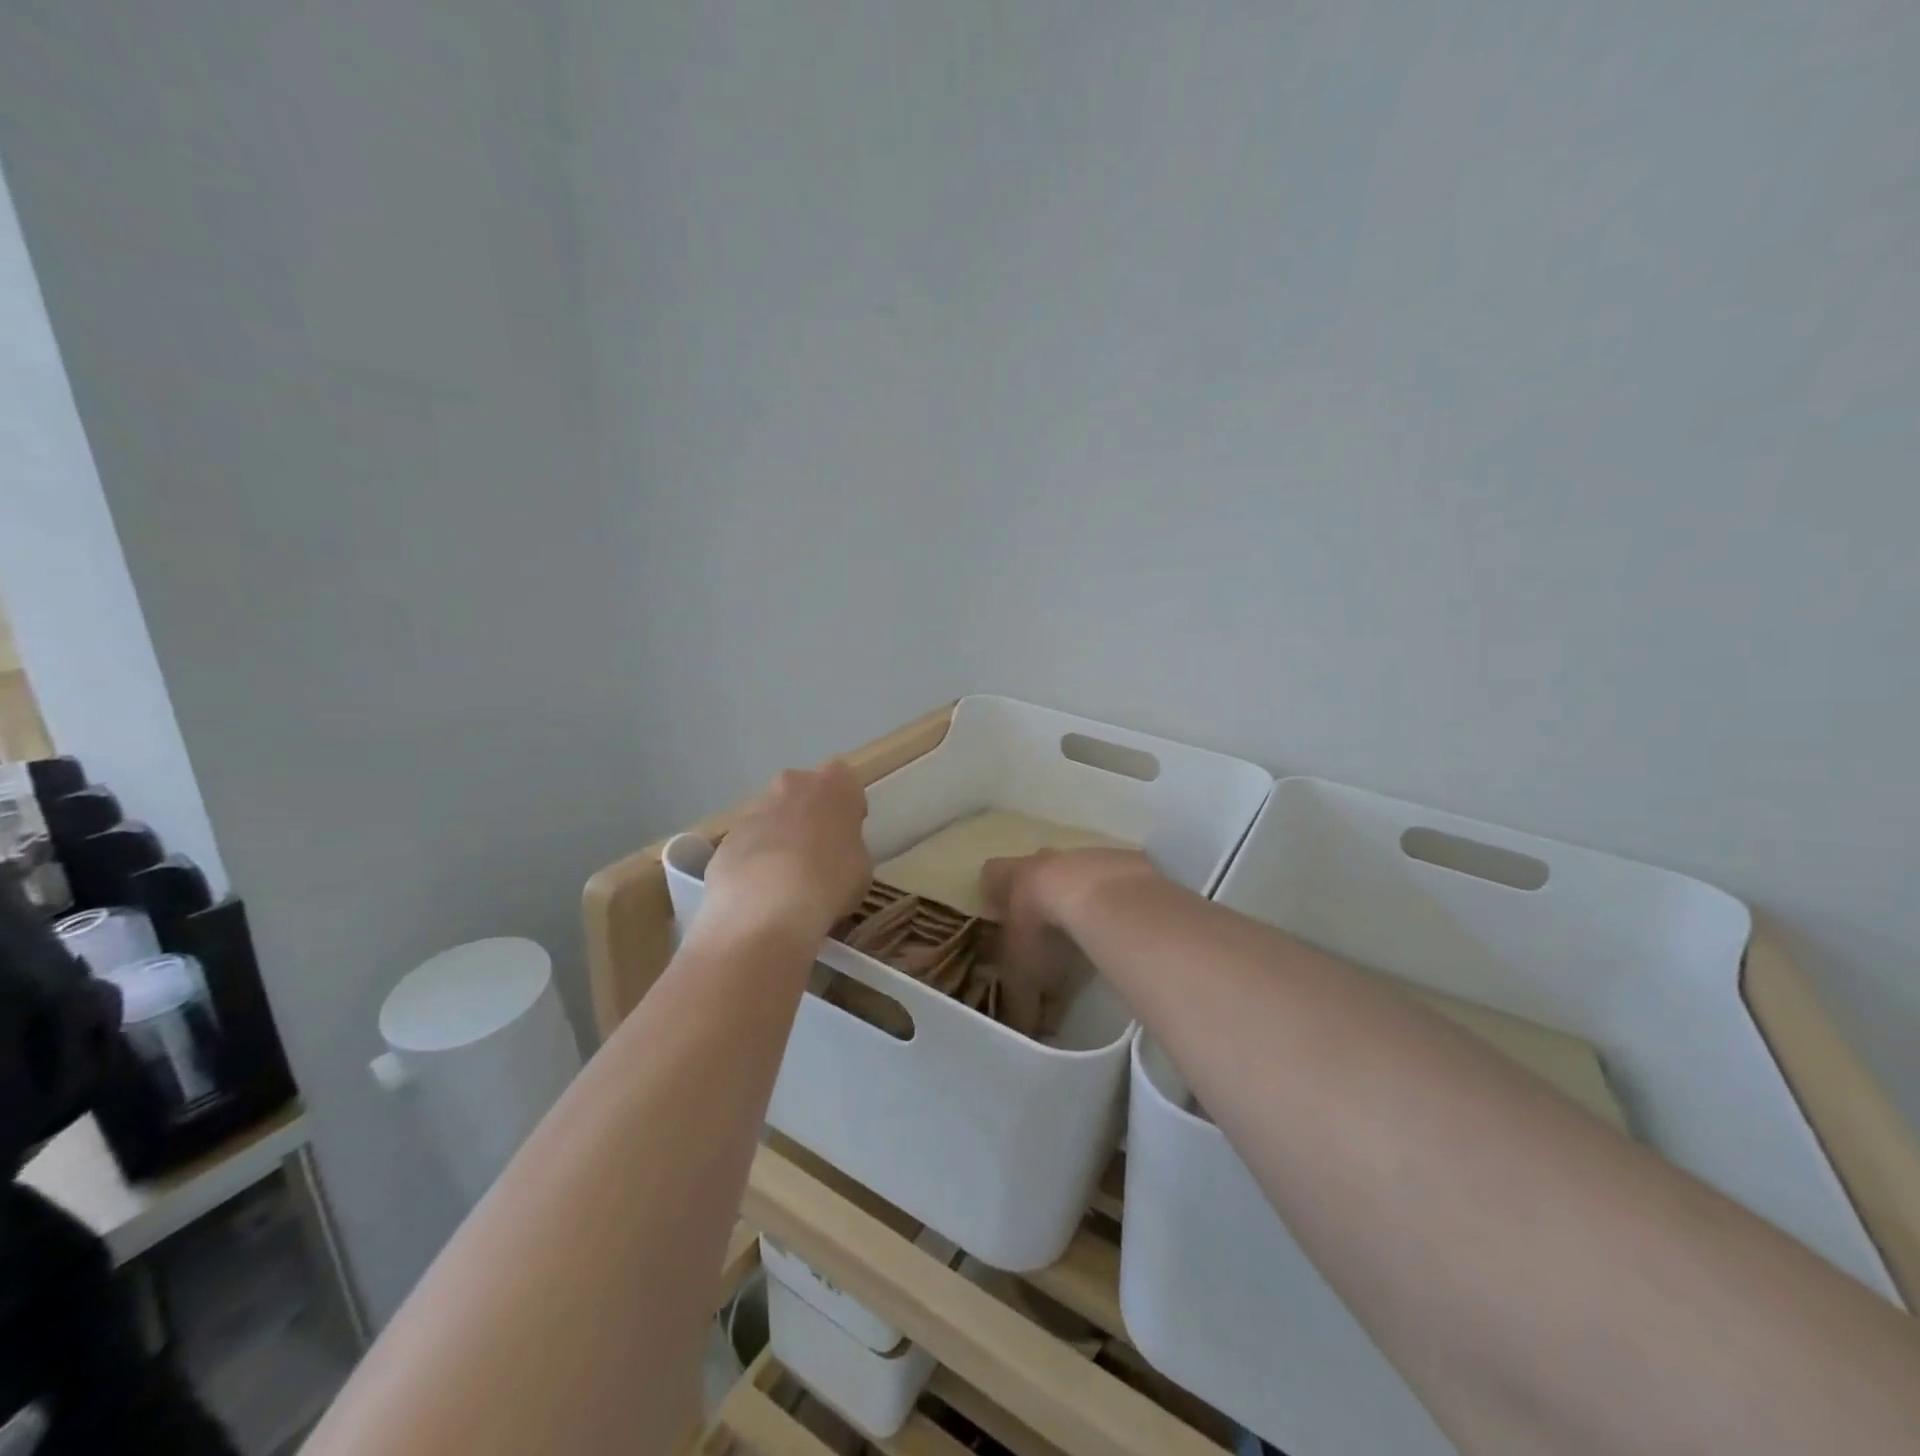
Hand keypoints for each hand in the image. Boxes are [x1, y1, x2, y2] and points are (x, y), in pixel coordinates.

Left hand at [698, 763, 871, 946]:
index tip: (847, 833)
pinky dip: (754, 863)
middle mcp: (791, 785)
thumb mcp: (861, 867)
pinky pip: (748, 845)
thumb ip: (848, 848)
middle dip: (807, 816)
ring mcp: (754, 810)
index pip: (844, 781)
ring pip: (771, 818)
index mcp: (833, 785)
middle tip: (816, 854)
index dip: (846, 807)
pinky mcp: (726, 839)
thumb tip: (833, 854)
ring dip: (779, 839)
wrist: (767, 908)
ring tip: (786, 882)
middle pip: (802, 792)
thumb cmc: (830, 881)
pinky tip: (761, 894)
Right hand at [980, 848, 1158, 1032]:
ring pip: (1075, 871)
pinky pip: (1112, 879)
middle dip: (1037, 892)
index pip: (990, 875)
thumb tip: (1022, 1030)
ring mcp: (1084, 857)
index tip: (997, 914)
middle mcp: (1044, 860)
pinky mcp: (1121, 862)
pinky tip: (1120, 924)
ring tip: (1087, 931)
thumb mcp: (1024, 976)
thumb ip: (1019, 1001)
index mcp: (1012, 878)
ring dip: (1078, 895)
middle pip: (1034, 867)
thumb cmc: (1044, 931)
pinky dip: (1112, 899)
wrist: (1100, 898)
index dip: (992, 893)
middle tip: (1043, 927)